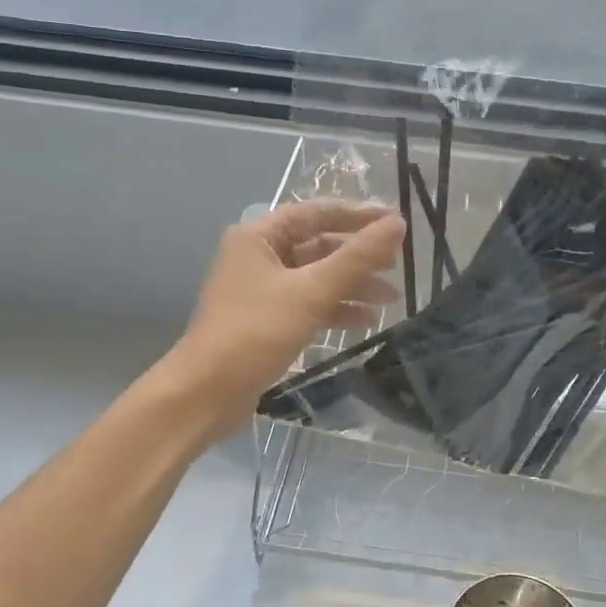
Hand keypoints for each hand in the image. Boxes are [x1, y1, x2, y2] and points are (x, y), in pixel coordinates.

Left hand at [169, 200, 404, 438]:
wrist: (207, 393)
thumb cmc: (256, 331)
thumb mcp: (311, 291)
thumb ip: (357, 257)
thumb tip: (397, 224)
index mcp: (259, 237)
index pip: (315, 213)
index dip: (357, 215)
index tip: (395, 222)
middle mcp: (258, 257)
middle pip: (318, 245)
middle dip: (358, 255)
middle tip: (398, 262)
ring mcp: (261, 291)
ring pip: (316, 277)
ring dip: (352, 284)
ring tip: (391, 297)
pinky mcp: (267, 321)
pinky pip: (309, 304)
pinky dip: (336, 308)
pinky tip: (367, 320)